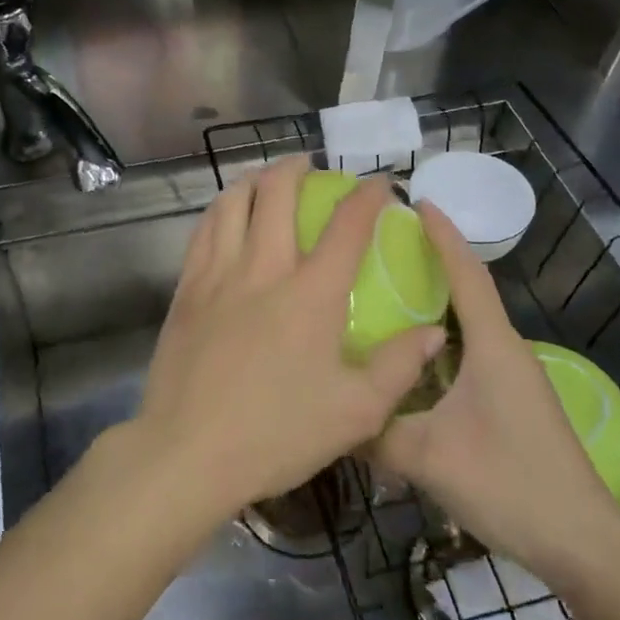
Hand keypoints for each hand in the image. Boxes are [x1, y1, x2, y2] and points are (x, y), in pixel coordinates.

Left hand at [130, 156, 446, 521]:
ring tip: (266, 178)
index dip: (368, 195)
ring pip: (232, 201)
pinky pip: (203, 230)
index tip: (379, 183)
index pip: (347, 224)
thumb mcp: (356, 412)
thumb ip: (399, 367)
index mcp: (311, 292)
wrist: (188, 453)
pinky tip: (225, 215)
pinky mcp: (186, 289)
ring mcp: (218, 274)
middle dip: (297, 168)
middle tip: (310, 167)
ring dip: (253, 179)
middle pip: (277, 192)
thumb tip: (433, 331)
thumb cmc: (277, 434)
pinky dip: (220, 209)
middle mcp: (263, 267)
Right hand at [375, 202, 619, 579]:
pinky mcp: (513, 404)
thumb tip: (327, 413)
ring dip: (435, 304)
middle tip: (384, 247)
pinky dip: (440, 343)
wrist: (583, 545)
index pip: (466, 273)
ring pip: (468, 326)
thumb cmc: (510, 483)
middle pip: (468, 291)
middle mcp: (506, 351)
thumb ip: (374, 432)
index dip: (442, 235)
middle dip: (432, 261)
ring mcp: (513, 379)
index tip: (416, 201)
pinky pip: (469, 355)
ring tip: (389, 294)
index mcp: (492, 346)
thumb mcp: (428, 457)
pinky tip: (411, 360)